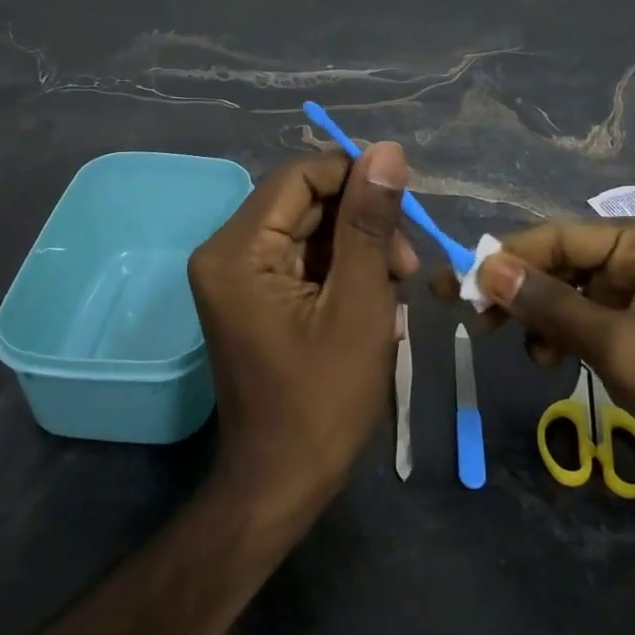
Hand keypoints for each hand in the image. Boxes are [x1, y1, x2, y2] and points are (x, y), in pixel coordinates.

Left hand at [187, 146, 416, 532]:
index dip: (356, 178)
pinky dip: (343, 270)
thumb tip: (387, 150)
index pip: (300, 177)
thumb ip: (370, 222)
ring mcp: (238, 275)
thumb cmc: (323, 401)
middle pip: (305, 202)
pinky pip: (304, 259)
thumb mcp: (358, 304)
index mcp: (238, 250)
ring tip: (397, 287)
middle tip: (407, 265)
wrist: (282, 484)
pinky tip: (375, 298)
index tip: (404, 207)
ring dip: (358, 248)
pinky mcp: (254, 295)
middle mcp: (227, 251)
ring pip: (310, 229)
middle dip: (362, 222)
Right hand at [455, 217, 634, 548]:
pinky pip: (583, 318)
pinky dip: (558, 334)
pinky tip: (546, 359)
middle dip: (519, 289)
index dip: (509, 257)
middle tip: (471, 314)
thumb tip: (484, 268)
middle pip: (562, 261)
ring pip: (567, 291)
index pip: (562, 236)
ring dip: (537, 316)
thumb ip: (549, 304)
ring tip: (514, 345)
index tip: (460, 281)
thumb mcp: (618, 344)